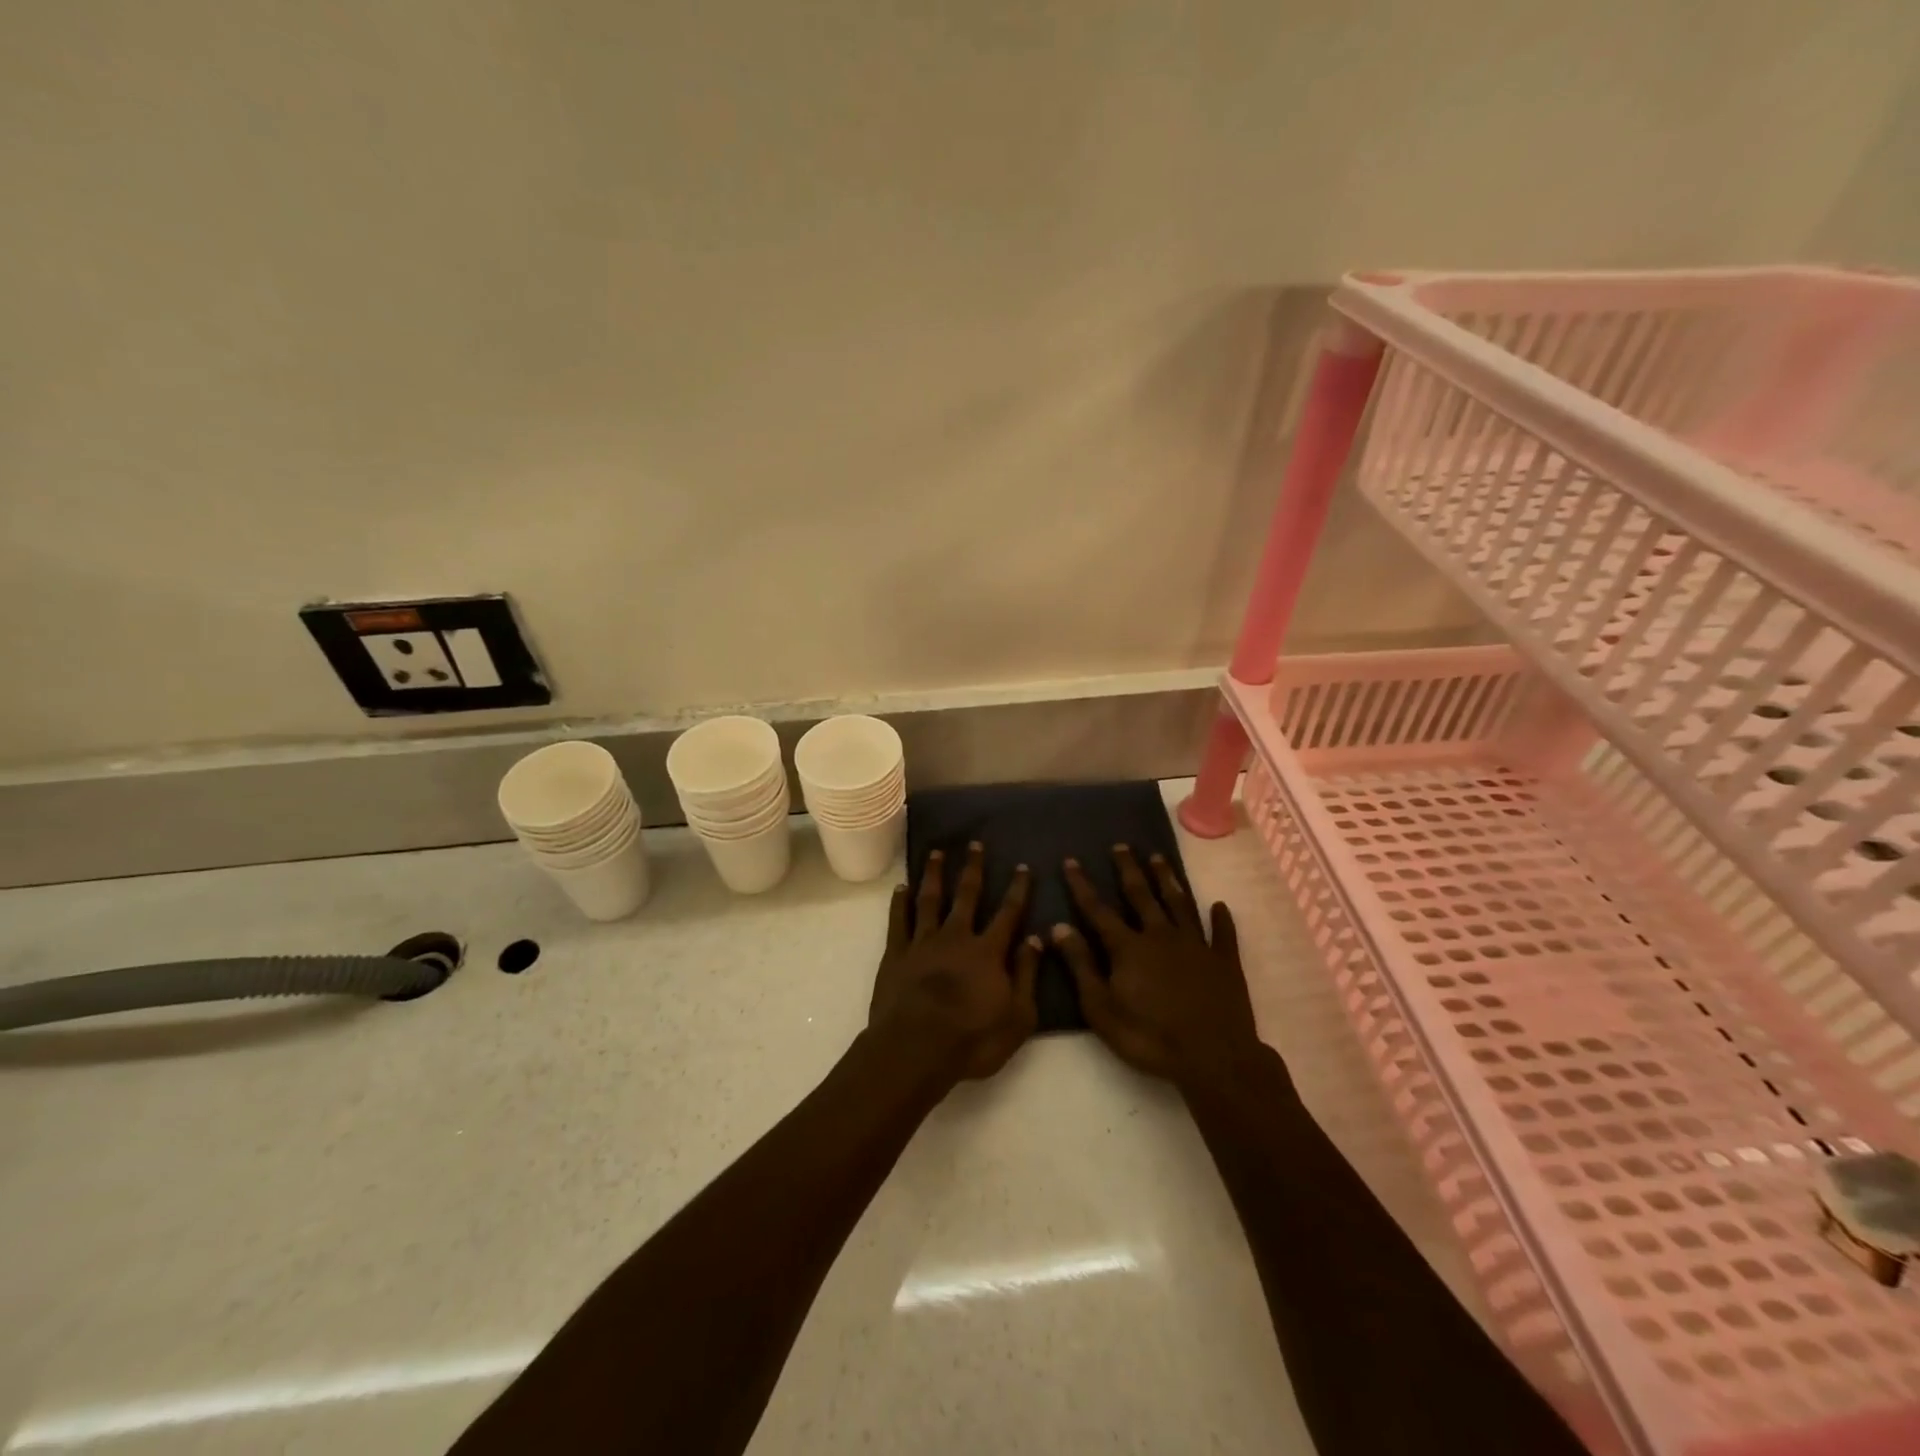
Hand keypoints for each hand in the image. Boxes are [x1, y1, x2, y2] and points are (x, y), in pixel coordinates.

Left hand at [868, 842, 1042, 1081]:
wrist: (915, 1049)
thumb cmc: (972, 1040)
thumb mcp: (1018, 1017)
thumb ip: (1027, 975)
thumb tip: (1035, 938)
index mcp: (988, 952)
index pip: (1008, 913)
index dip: (1018, 889)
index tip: (1023, 866)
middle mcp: (956, 937)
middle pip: (967, 895)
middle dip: (973, 868)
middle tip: (975, 844)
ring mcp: (923, 942)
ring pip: (930, 899)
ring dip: (934, 874)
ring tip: (937, 852)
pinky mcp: (896, 954)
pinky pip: (898, 920)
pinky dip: (899, 902)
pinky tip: (901, 887)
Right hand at [1053, 845, 1262, 1085]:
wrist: (1214, 1058)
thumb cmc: (1149, 1037)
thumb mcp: (1101, 1008)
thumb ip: (1080, 966)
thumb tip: (1059, 926)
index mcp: (1128, 947)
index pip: (1098, 910)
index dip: (1082, 885)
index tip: (1071, 860)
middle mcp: (1160, 935)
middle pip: (1141, 895)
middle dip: (1128, 869)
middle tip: (1121, 845)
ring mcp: (1196, 945)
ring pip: (1179, 903)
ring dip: (1168, 880)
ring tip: (1158, 858)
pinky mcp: (1224, 962)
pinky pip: (1222, 933)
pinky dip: (1220, 919)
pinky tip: (1219, 906)